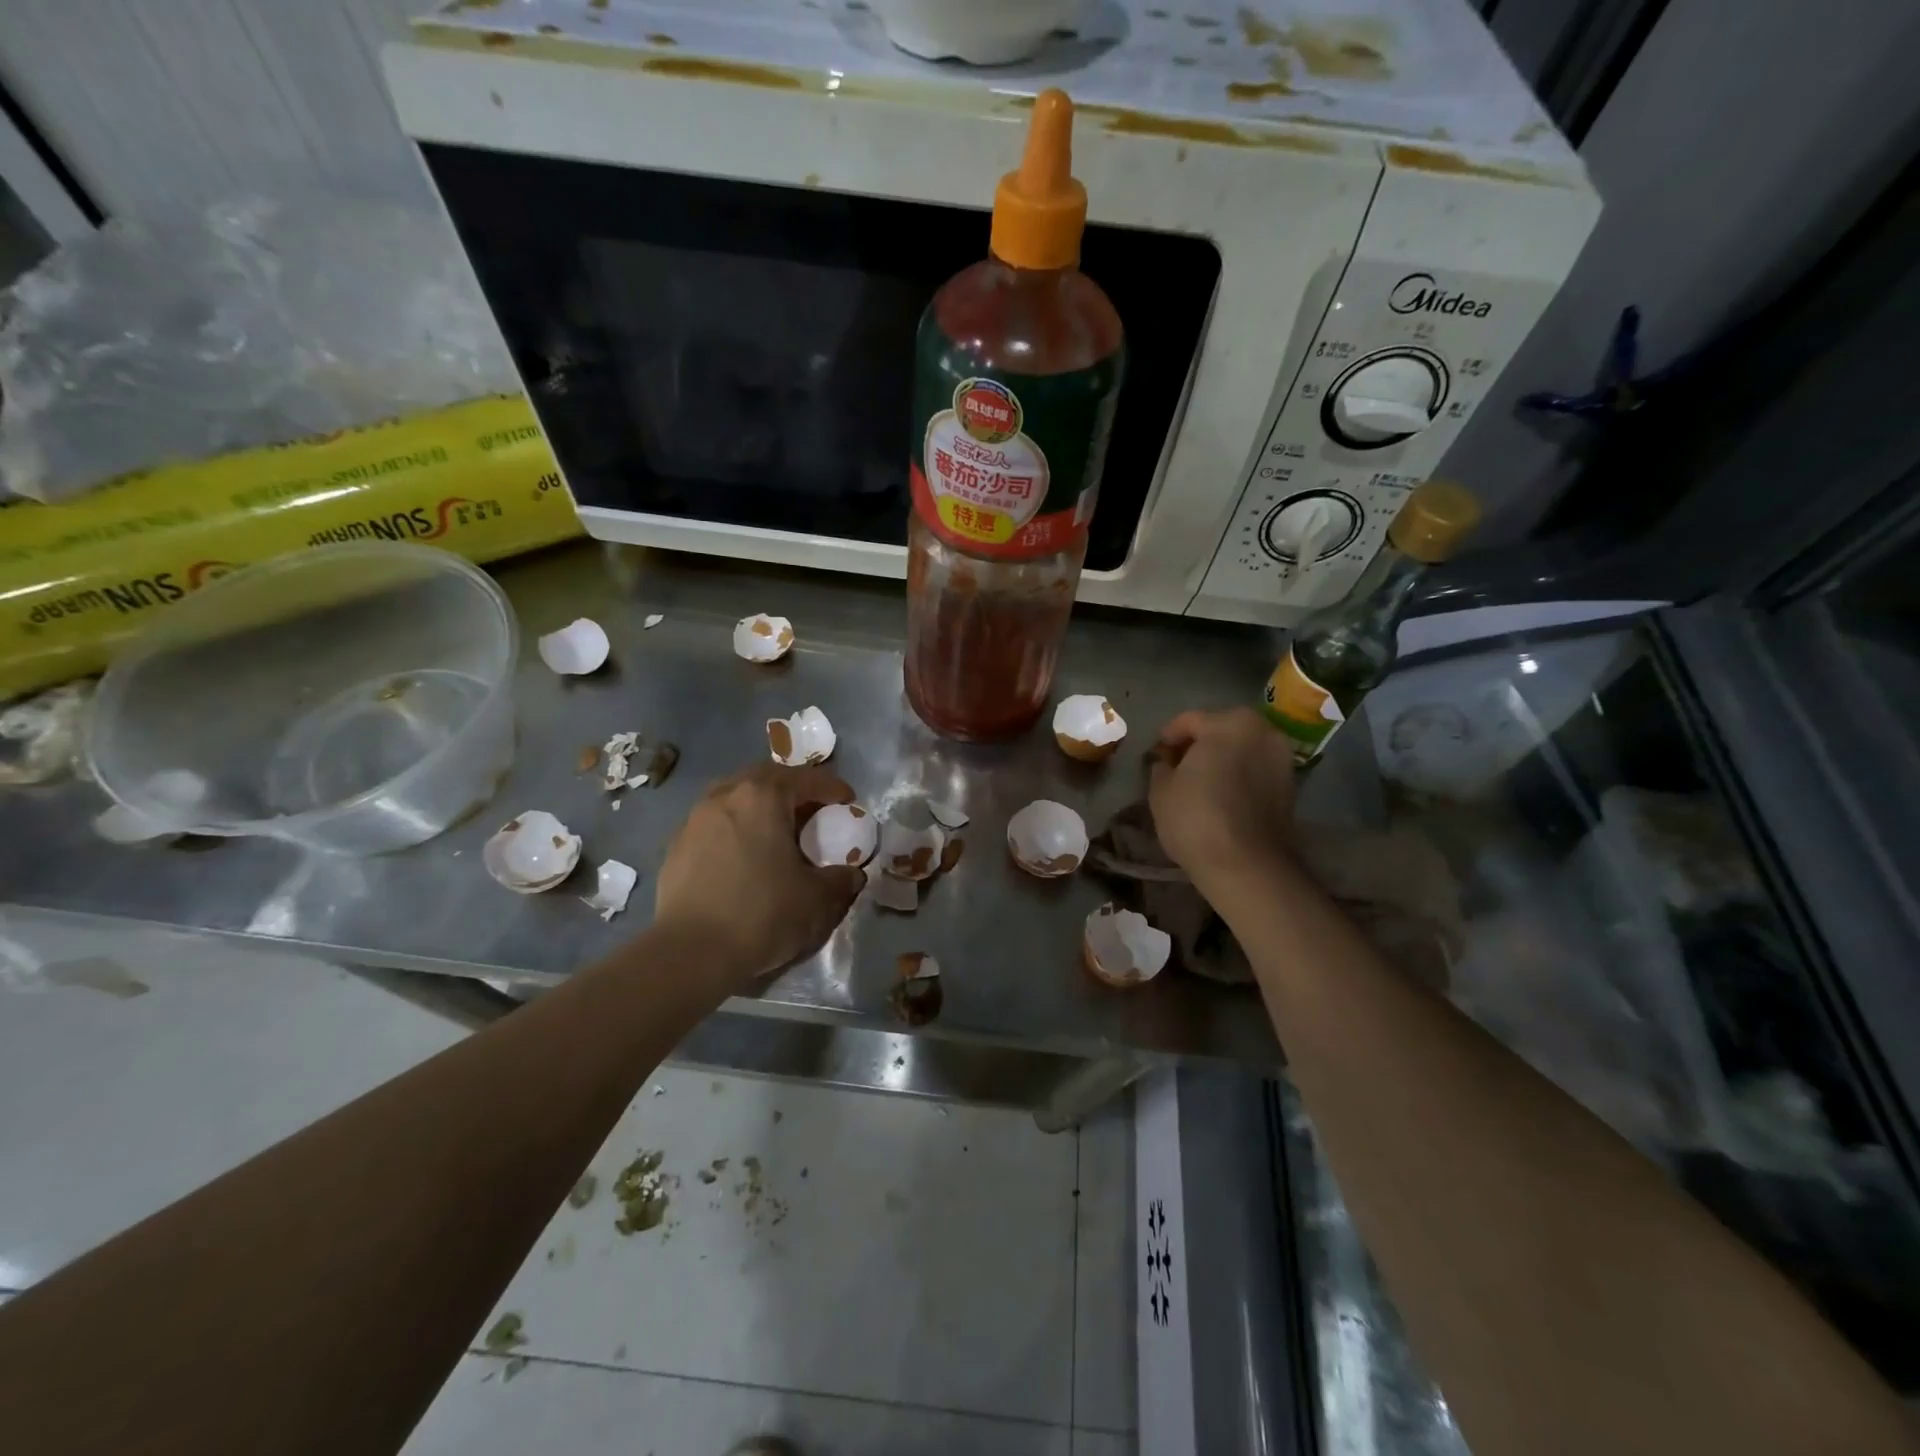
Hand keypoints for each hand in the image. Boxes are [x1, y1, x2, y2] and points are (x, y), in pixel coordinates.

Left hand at [654, 763, 865, 987]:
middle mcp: (725, 796)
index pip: (805, 780)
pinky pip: (714, 823)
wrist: (690, 953)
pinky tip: (744, 854)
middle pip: (765, 778)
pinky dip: (735, 827)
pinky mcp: (676, 846)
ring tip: (775, 828)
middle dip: (792, 788)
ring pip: (734, 797)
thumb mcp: (817, 900)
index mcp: (763, 797)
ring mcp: (695, 819)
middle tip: (811, 808)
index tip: (848, 800)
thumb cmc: (762, 914)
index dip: (831, 788)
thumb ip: (840, 880)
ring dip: (759, 805)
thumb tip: (852, 874)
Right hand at [1148, 707, 1296, 896]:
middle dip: (1198, 743)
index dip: (1167, 737)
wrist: (1246, 865)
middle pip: (1221, 729)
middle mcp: (1262, 731)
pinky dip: (1239, 774)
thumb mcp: (1161, 789)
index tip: (1156, 754)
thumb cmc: (1196, 818)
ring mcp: (1282, 758)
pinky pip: (1256, 768)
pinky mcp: (1290, 785)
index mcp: (1230, 723)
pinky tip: (1221, 794)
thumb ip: (1162, 766)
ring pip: (1242, 748)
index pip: (1189, 721)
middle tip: (1177, 765)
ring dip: (1222, 758)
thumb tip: (1167, 762)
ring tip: (1200, 781)